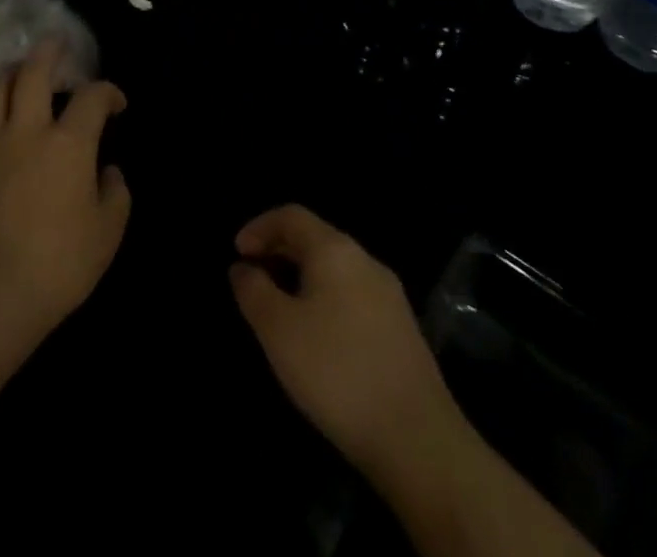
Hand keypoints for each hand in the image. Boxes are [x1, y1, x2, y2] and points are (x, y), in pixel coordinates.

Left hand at [0, 43, 130, 344]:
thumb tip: (108, 171)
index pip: (92, 97)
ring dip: (10, 75)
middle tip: (56, 43)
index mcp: (68, 143)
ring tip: (18, 73)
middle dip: (48, 52)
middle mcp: (27, 131)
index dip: (108, 91)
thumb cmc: (60, 265)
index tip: (116, 103)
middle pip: (34, 72)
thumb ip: (116, 193)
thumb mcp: (108, 233)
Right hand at [229, 205, 460, 477]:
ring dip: (301, 276)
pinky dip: (325, 298)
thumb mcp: (278, 330)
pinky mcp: (402, 329)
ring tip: (279, 307)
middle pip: (315, 238)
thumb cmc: (337, 372)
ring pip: (335, 268)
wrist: (419, 440)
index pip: (291, 215)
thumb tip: (243, 268)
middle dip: (279, 250)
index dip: (259, 227)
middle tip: (252, 277)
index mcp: (335, 250)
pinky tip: (317, 336)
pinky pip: (352, 295)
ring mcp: (389, 295)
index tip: (237, 253)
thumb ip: (254, 291)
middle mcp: (365, 261)